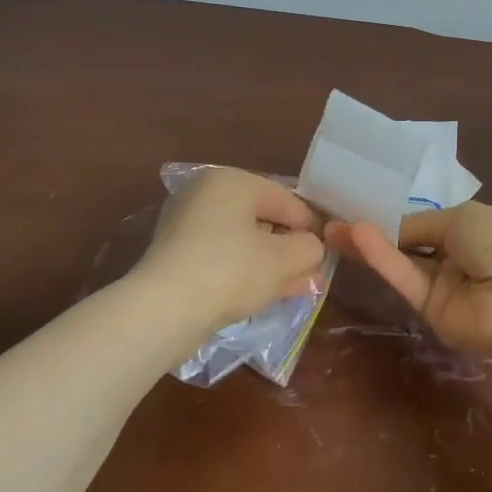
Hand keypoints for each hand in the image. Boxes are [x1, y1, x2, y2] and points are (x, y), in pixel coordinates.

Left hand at [138, 167, 325, 333]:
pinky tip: (266, 292)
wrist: (164, 310)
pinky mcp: (177, 256)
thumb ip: (310, 248)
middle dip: (290, 248)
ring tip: (297, 287)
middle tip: (313, 273)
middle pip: (264, 219)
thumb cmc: (232, 271)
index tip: (326, 253)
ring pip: (244, 241)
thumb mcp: (285, 259)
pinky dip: (246, 271)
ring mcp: (188, 225)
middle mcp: (207, 194)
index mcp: (233, 181)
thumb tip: (311, 248)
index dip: (312, 226)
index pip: (287, 199)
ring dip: (272, 263)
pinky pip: (224, 257)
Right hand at [325, 202, 491, 356]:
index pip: (427, 222)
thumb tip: (390, 227)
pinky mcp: (432, 311)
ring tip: (330, 230)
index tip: (359, 208)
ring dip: (369, 245)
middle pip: (408, 244)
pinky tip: (355, 239)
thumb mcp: (460, 217)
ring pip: (402, 262)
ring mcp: (444, 285)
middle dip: (374, 231)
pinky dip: (382, 259)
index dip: (395, 216)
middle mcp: (457, 256)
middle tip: (332, 222)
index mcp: (473, 227)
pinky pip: (405, 279)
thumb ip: (419, 224)